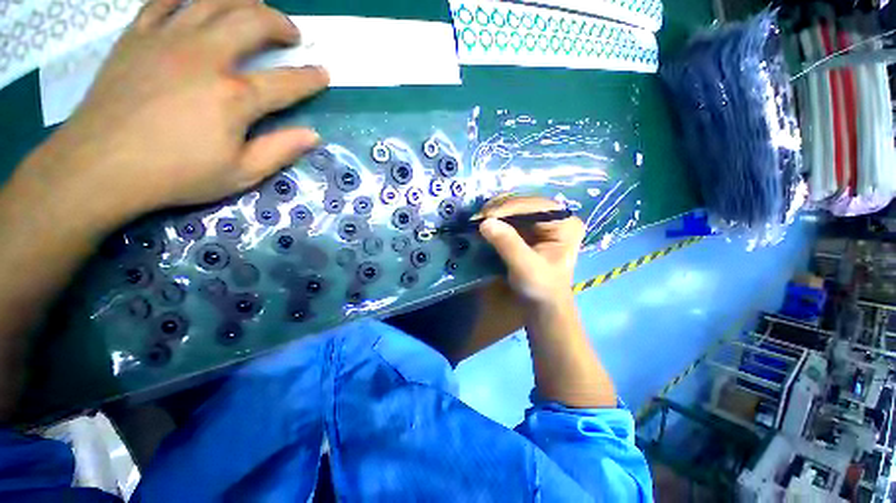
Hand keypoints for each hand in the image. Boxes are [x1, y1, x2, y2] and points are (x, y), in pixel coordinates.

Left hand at [16, 0, 328, 227]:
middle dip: (280, 24)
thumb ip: (280, 151)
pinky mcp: (137, 37)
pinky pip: (165, 0)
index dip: (310, 78)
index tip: (323, 73)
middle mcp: (205, 56)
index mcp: (235, 96)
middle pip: (252, 21)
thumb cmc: (175, 174)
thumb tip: (313, 136)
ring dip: (242, 0)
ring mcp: (168, 40)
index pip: (286, 82)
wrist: (100, 166)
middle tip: (291, 34)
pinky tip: (198, 2)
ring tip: (254, 7)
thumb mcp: (240, 174)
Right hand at [478, 196, 584, 305]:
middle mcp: (556, 217)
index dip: (509, 207)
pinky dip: (496, 219)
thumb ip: (508, 244)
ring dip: (495, 212)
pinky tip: (484, 222)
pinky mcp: (530, 229)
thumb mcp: (526, 268)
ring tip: (478, 219)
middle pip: (525, 203)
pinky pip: (511, 217)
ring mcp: (542, 222)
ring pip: (516, 208)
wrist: (542, 304)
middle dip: (500, 208)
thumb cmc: (541, 288)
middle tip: (478, 216)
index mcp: (565, 224)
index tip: (485, 214)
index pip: (535, 206)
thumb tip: (486, 222)